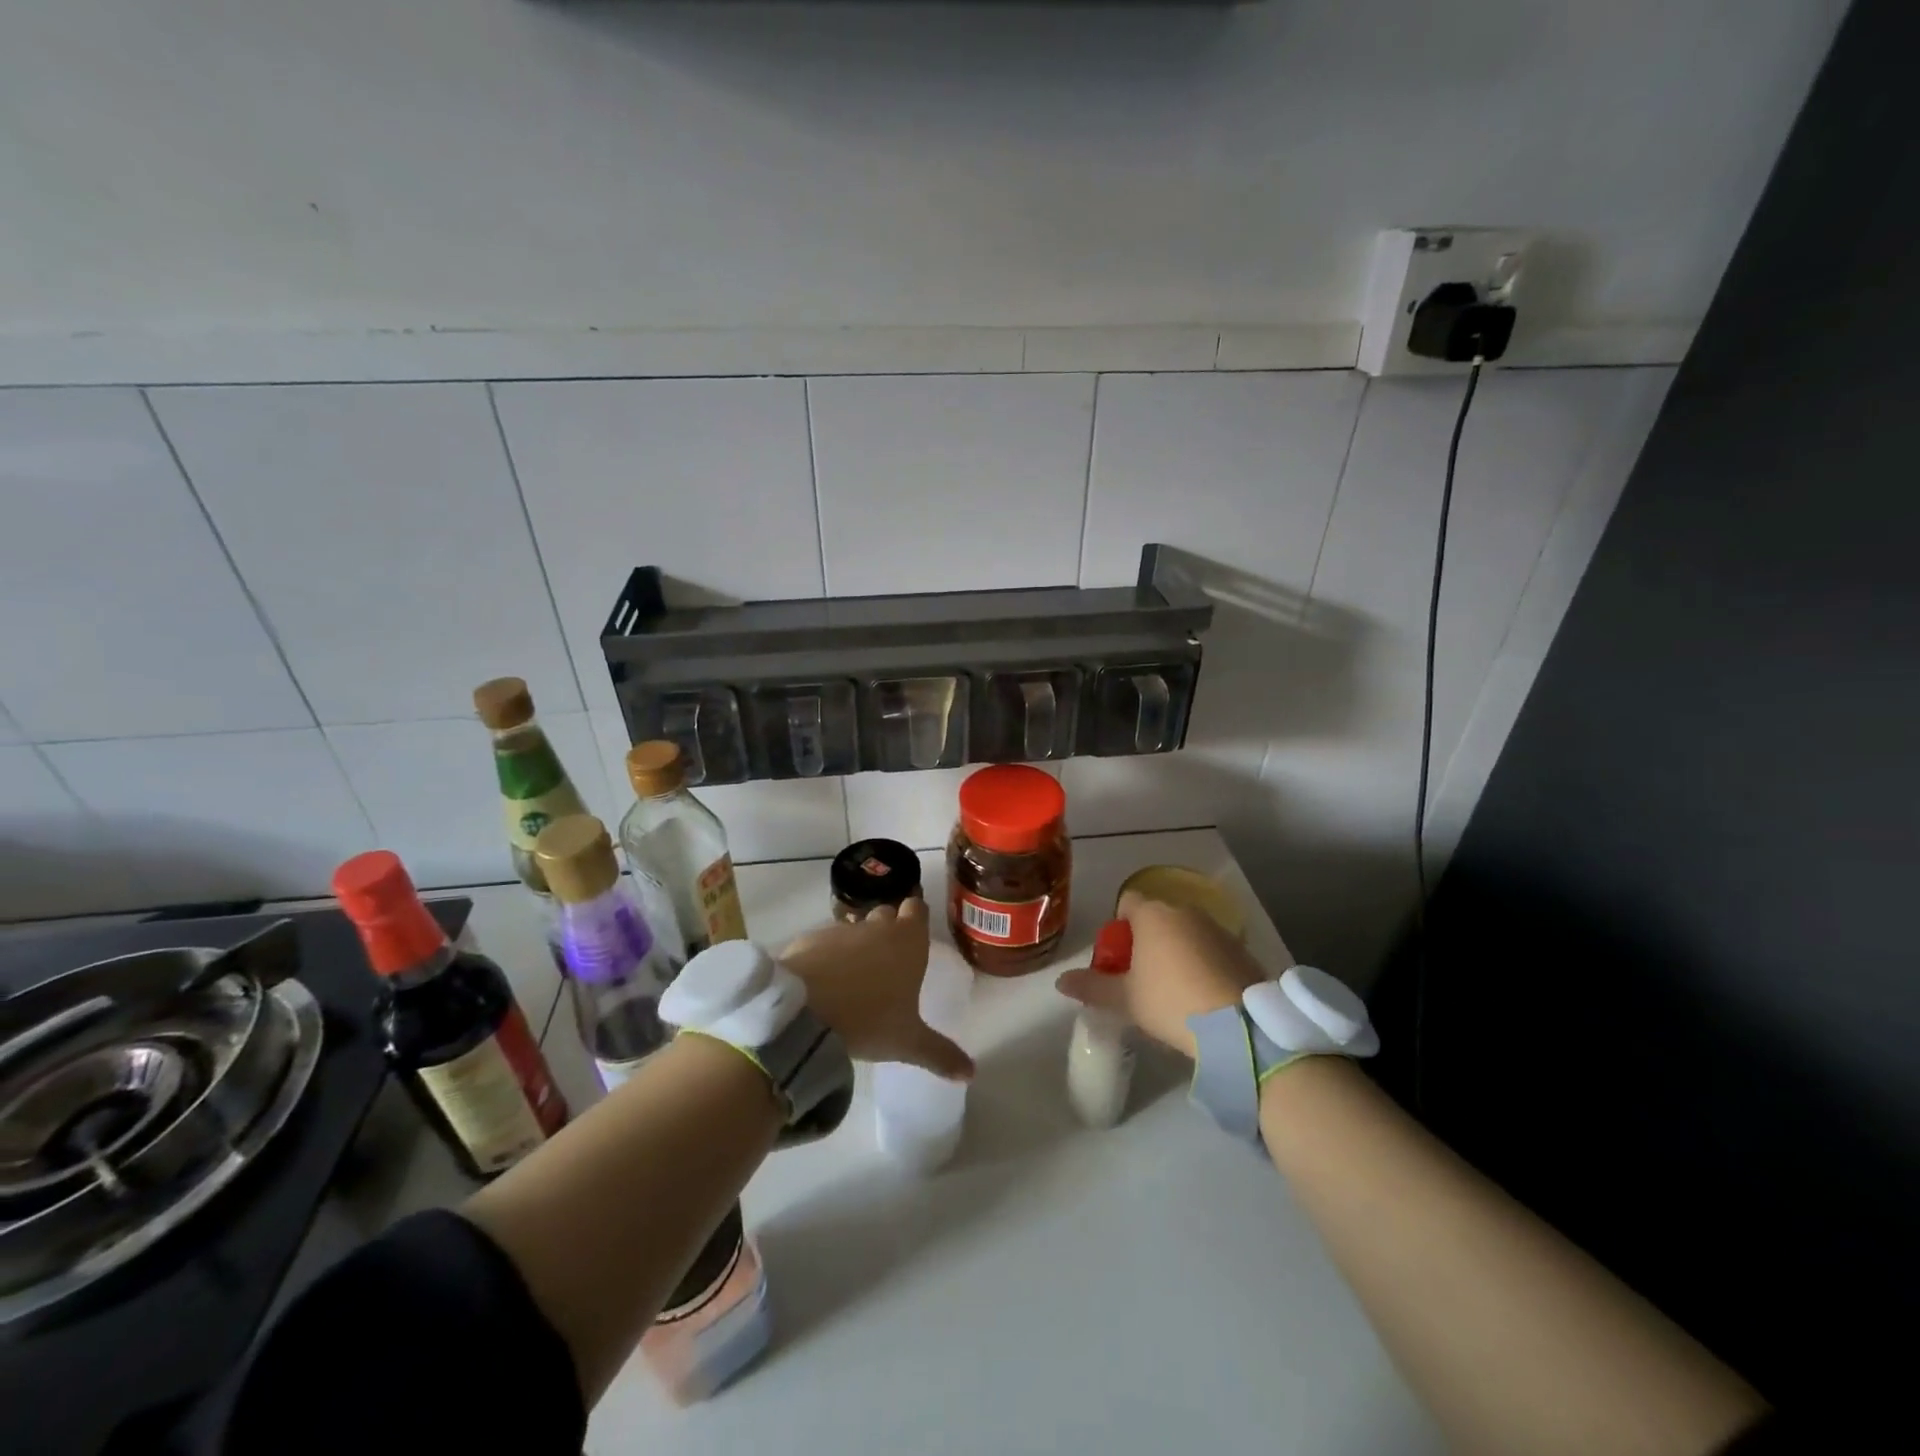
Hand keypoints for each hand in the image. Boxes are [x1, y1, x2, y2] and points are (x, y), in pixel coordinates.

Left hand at [780, 898, 973, 1081]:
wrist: (802, 1012)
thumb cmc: (867, 1020)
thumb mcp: (907, 1043)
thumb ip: (940, 1054)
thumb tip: (971, 1073)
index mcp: (908, 941)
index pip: (917, 908)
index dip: (916, 918)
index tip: (915, 935)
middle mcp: (876, 926)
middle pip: (887, 914)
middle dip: (888, 930)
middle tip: (889, 962)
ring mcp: (840, 930)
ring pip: (855, 929)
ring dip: (857, 946)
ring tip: (854, 980)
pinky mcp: (809, 940)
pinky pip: (824, 943)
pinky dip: (827, 957)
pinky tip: (823, 984)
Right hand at [1055, 892, 1273, 1057]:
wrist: (1239, 1026)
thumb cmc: (1171, 1002)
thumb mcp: (1125, 1000)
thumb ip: (1092, 986)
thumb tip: (1060, 981)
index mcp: (1153, 914)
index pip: (1126, 902)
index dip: (1119, 927)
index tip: (1119, 958)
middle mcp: (1185, 911)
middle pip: (1157, 916)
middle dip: (1147, 940)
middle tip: (1142, 977)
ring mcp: (1217, 928)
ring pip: (1186, 932)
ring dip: (1177, 950)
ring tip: (1173, 988)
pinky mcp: (1242, 949)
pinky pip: (1211, 948)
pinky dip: (1203, 963)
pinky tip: (1202, 994)